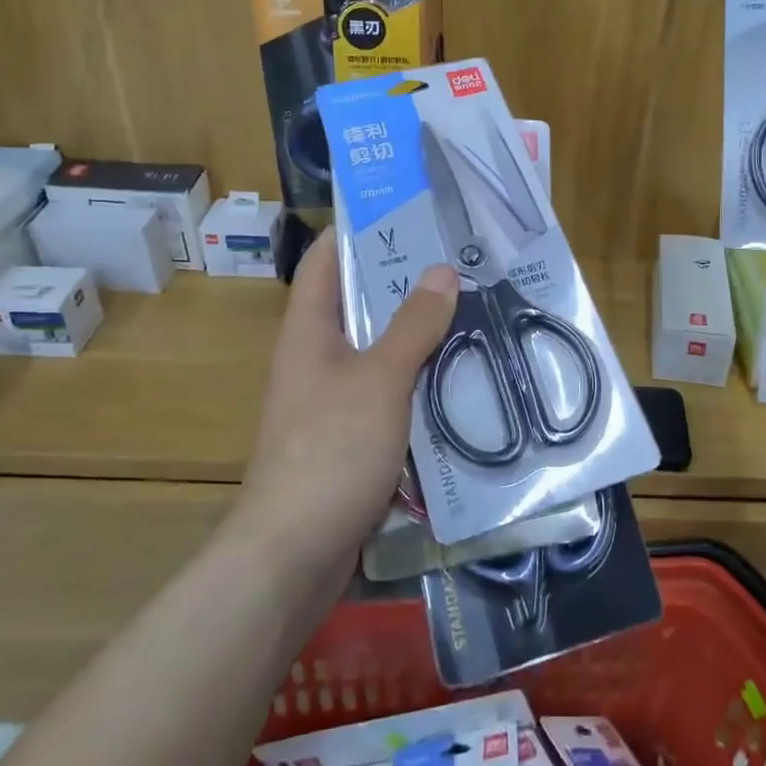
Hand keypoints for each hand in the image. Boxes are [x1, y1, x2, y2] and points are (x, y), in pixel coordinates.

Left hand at [236, 227, 457, 572]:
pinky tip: (460, 376)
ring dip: (419, 333)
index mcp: (308, 331)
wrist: (293, 556)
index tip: (408, 209)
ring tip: (472, 309)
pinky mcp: (351, 438)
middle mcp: (316, 358)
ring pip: (380, 350)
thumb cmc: (330, 451)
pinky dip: (420, 380)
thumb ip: (413, 324)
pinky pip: (390, 393)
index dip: (359, 229)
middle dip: (405, 281)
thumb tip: (442, 270)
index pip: (326, 260)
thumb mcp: (379, 379)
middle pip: (359, 303)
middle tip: (460, 260)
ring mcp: (332, 400)